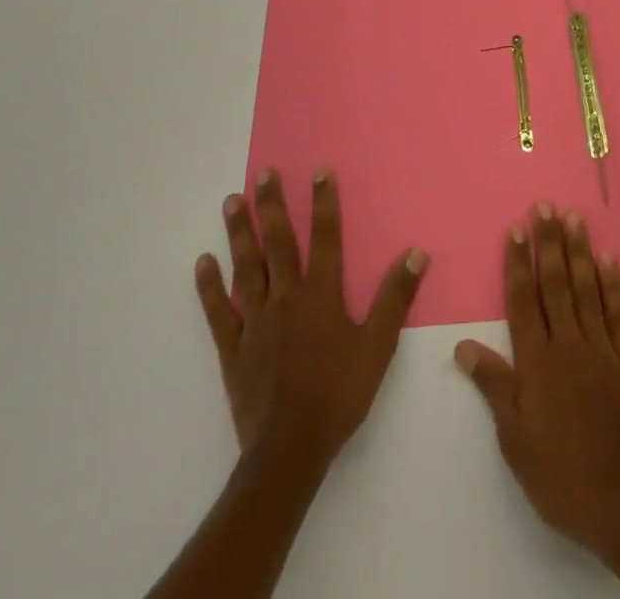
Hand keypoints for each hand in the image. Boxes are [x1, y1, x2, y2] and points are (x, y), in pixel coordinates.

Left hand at [195, 168, 428, 469]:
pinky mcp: (233, 348)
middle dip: (272, 205)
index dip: (323, 202)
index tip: (318, 170)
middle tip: (263, 172)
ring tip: (232, 200)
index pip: (324, 237)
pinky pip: (218, 311)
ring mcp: (255, 322)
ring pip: (246, 268)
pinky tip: (203, 261)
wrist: (290, 449)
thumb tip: (417, 252)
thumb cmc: (339, 394)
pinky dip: (209, 286)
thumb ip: (395, 297)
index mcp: (320, 295)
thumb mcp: (378, 346)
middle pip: (278, 243)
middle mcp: (286, 298)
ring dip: (240, 233)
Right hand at [454, 203, 619, 568]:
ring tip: (574, 218)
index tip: (516, 228)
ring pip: (587, 289)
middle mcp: (569, 345)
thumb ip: (493, 385)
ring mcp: (602, 349)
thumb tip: (463, 345)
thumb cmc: (559, 474)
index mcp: (537, 362)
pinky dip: (613, 284)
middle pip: (556, 284)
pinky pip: (619, 313)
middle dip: (548, 243)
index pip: (523, 300)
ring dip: (579, 251)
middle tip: (545, 206)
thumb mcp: (514, 438)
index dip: (518, 263)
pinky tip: (609, 259)